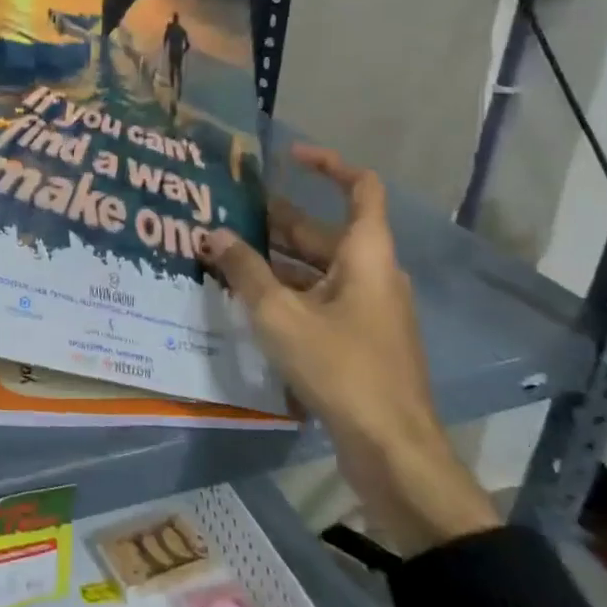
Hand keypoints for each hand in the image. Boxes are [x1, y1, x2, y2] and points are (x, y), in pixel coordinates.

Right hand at [200, 144, 497, 554]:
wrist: (392, 449)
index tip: (288, 156)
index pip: (360, 190)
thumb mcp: (280, 315)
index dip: (329, 166)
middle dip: (274, 221)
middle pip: (323, 233)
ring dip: (273, 260)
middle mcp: (372, 276)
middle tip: (224, 213)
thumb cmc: (340, 368)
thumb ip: (244, 271)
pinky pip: (317, 299)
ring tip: (223, 254)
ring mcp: (367, 310)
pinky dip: (284, 292)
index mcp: (366, 257)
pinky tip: (245, 301)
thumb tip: (213, 234)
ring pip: (316, 269)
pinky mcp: (357, 340)